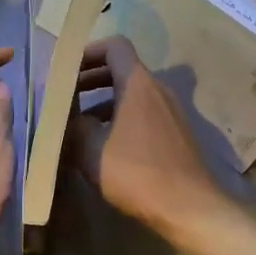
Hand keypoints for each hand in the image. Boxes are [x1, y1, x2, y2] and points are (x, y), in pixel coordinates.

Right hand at [67, 37, 227, 238]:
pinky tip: (105, 148)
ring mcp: (171, 113)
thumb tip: (66, 117)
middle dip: (91, 80)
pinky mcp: (176, 135)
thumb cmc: (137, 174)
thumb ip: (74, 127)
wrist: (189, 207)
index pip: (115, 46)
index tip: (67, 71)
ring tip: (78, 126)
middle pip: (122, 70)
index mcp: (138, 84)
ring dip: (104, 103)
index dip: (88, 52)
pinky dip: (121, 120)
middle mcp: (158, 90)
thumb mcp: (92, 151)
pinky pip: (144, 115)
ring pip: (132, 95)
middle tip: (66, 97)